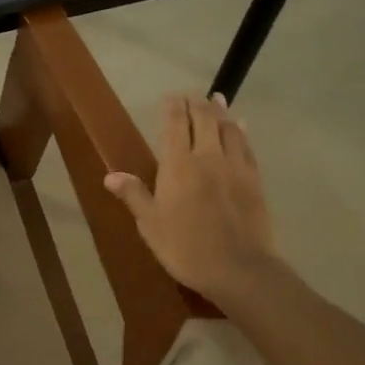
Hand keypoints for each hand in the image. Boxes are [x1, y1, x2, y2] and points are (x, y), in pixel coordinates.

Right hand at [104, 94, 277, 302]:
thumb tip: (110, 175)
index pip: (175, 126)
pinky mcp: (254, 180)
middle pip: (203, 120)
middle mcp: (207, 157)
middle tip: (190, 95)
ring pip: (228, 129)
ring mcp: (234, 167)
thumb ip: (134, 195)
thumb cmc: (185, 247)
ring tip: (216, 99)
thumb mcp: (150, 224)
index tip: (170, 97)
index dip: (172, 108)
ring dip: (220, 112)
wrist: (239, 269)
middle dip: (196, 104)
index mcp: (178, 166)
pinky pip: (246, 146)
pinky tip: (240, 126)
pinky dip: (241, 131)